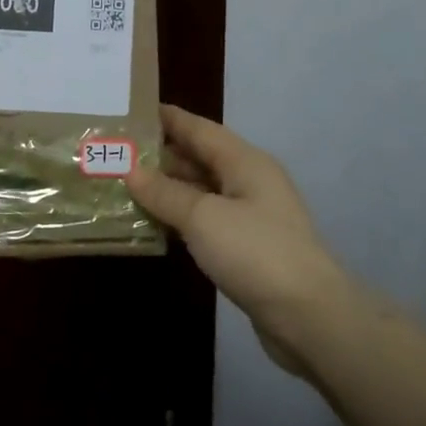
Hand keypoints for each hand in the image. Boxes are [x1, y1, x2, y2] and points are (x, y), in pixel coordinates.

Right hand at [125, 105, 350, 369]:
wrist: (308, 315)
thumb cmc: (254, 252)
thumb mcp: (203, 217)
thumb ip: (165, 193)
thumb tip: (131, 171)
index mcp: (245, 162)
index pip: (200, 129)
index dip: (168, 118)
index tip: (132, 110)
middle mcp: (250, 182)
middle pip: (200, 158)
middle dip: (161, 155)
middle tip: (118, 152)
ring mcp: (251, 216)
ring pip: (202, 191)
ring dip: (168, 189)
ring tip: (126, 186)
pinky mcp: (247, 247)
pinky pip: (206, 221)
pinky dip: (180, 218)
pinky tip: (154, 223)